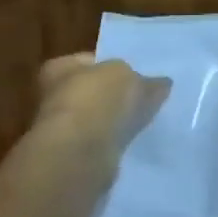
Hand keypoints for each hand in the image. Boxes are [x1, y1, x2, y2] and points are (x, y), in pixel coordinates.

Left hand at [33, 53, 171, 159]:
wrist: (81, 152)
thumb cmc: (98, 99)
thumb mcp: (129, 76)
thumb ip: (144, 79)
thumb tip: (161, 83)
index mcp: (60, 67)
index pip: (89, 60)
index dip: (114, 64)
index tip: (138, 73)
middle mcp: (55, 96)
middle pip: (94, 91)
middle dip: (117, 95)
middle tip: (147, 97)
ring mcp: (65, 128)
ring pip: (99, 119)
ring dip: (117, 121)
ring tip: (147, 120)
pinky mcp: (77, 156)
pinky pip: (103, 142)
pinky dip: (117, 141)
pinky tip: (137, 141)